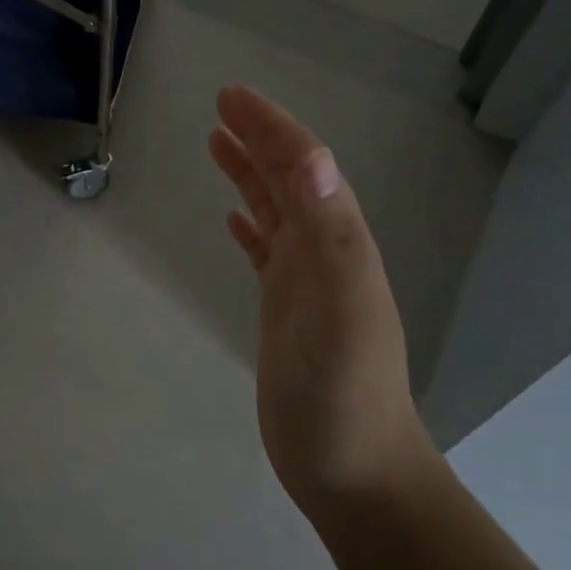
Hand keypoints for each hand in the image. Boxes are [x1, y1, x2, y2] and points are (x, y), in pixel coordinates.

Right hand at [208, 86, 434, 518]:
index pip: (303, 167)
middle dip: (258, 138)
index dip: (270, 127)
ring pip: (276, 211)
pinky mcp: (286, 312)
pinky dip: (250, 226)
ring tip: (217, 143)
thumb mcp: (340, 309)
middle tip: (220, 107)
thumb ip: (330, 235)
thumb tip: (310, 158)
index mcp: (338, 242)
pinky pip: (266, 253)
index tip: (231, 97)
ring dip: (250, 174)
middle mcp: (324, 252)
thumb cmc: (344, 393)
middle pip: (289, 180)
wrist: (354, 472)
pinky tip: (234, 220)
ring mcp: (305, 283)